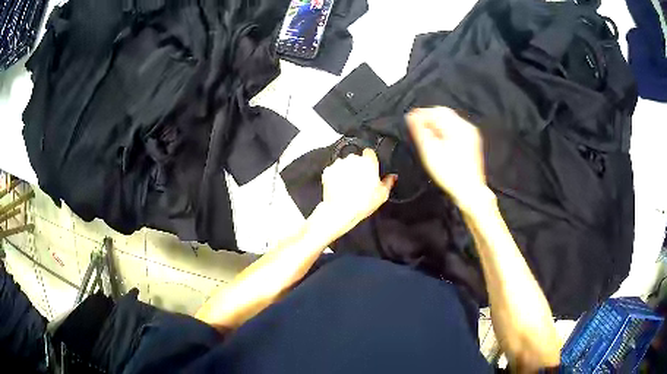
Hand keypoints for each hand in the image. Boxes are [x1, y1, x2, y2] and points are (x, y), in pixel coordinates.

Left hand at [318, 149, 396, 235]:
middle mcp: (353, 158)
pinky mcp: (327, 171)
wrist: (340, 210)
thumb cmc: (364, 202)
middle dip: (357, 167)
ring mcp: (338, 164)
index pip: (369, 153)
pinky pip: (333, 171)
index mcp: (368, 161)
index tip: (369, 169)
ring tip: (348, 186)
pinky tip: (339, 187)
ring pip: (344, 164)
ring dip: (346, 171)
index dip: (370, 161)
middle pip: (356, 159)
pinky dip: (335, 177)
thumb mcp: (382, 195)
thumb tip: (393, 176)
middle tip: (359, 181)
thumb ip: (388, 182)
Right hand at [407, 107, 491, 212]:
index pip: (435, 111)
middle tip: (417, 128)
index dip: (420, 114)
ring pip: (450, 120)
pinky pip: (456, 128)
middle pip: (443, 113)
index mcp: (457, 127)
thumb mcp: (430, 151)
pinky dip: (445, 130)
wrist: (470, 190)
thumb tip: (412, 116)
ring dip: (437, 124)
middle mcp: (466, 127)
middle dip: (429, 118)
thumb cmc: (450, 173)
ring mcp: (471, 133)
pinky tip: (439, 141)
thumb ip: (420, 131)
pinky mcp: (472, 141)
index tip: (410, 120)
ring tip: (427, 135)